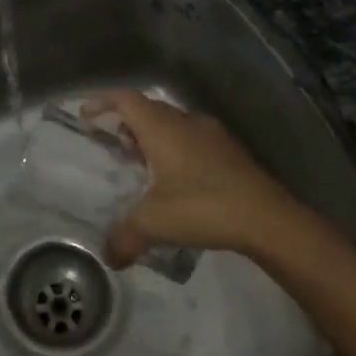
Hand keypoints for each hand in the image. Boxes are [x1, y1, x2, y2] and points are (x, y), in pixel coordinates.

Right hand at [86, 90, 303, 266]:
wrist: (268, 218)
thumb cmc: (203, 207)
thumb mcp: (155, 224)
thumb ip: (125, 237)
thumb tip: (108, 257)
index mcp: (162, 127)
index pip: (125, 99)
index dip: (102, 102)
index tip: (86, 115)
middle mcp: (185, 121)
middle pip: (148, 108)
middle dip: (127, 122)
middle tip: (114, 146)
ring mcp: (211, 133)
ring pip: (172, 123)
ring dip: (153, 136)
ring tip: (142, 164)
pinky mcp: (230, 150)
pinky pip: (192, 138)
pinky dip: (175, 148)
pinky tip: (177, 179)